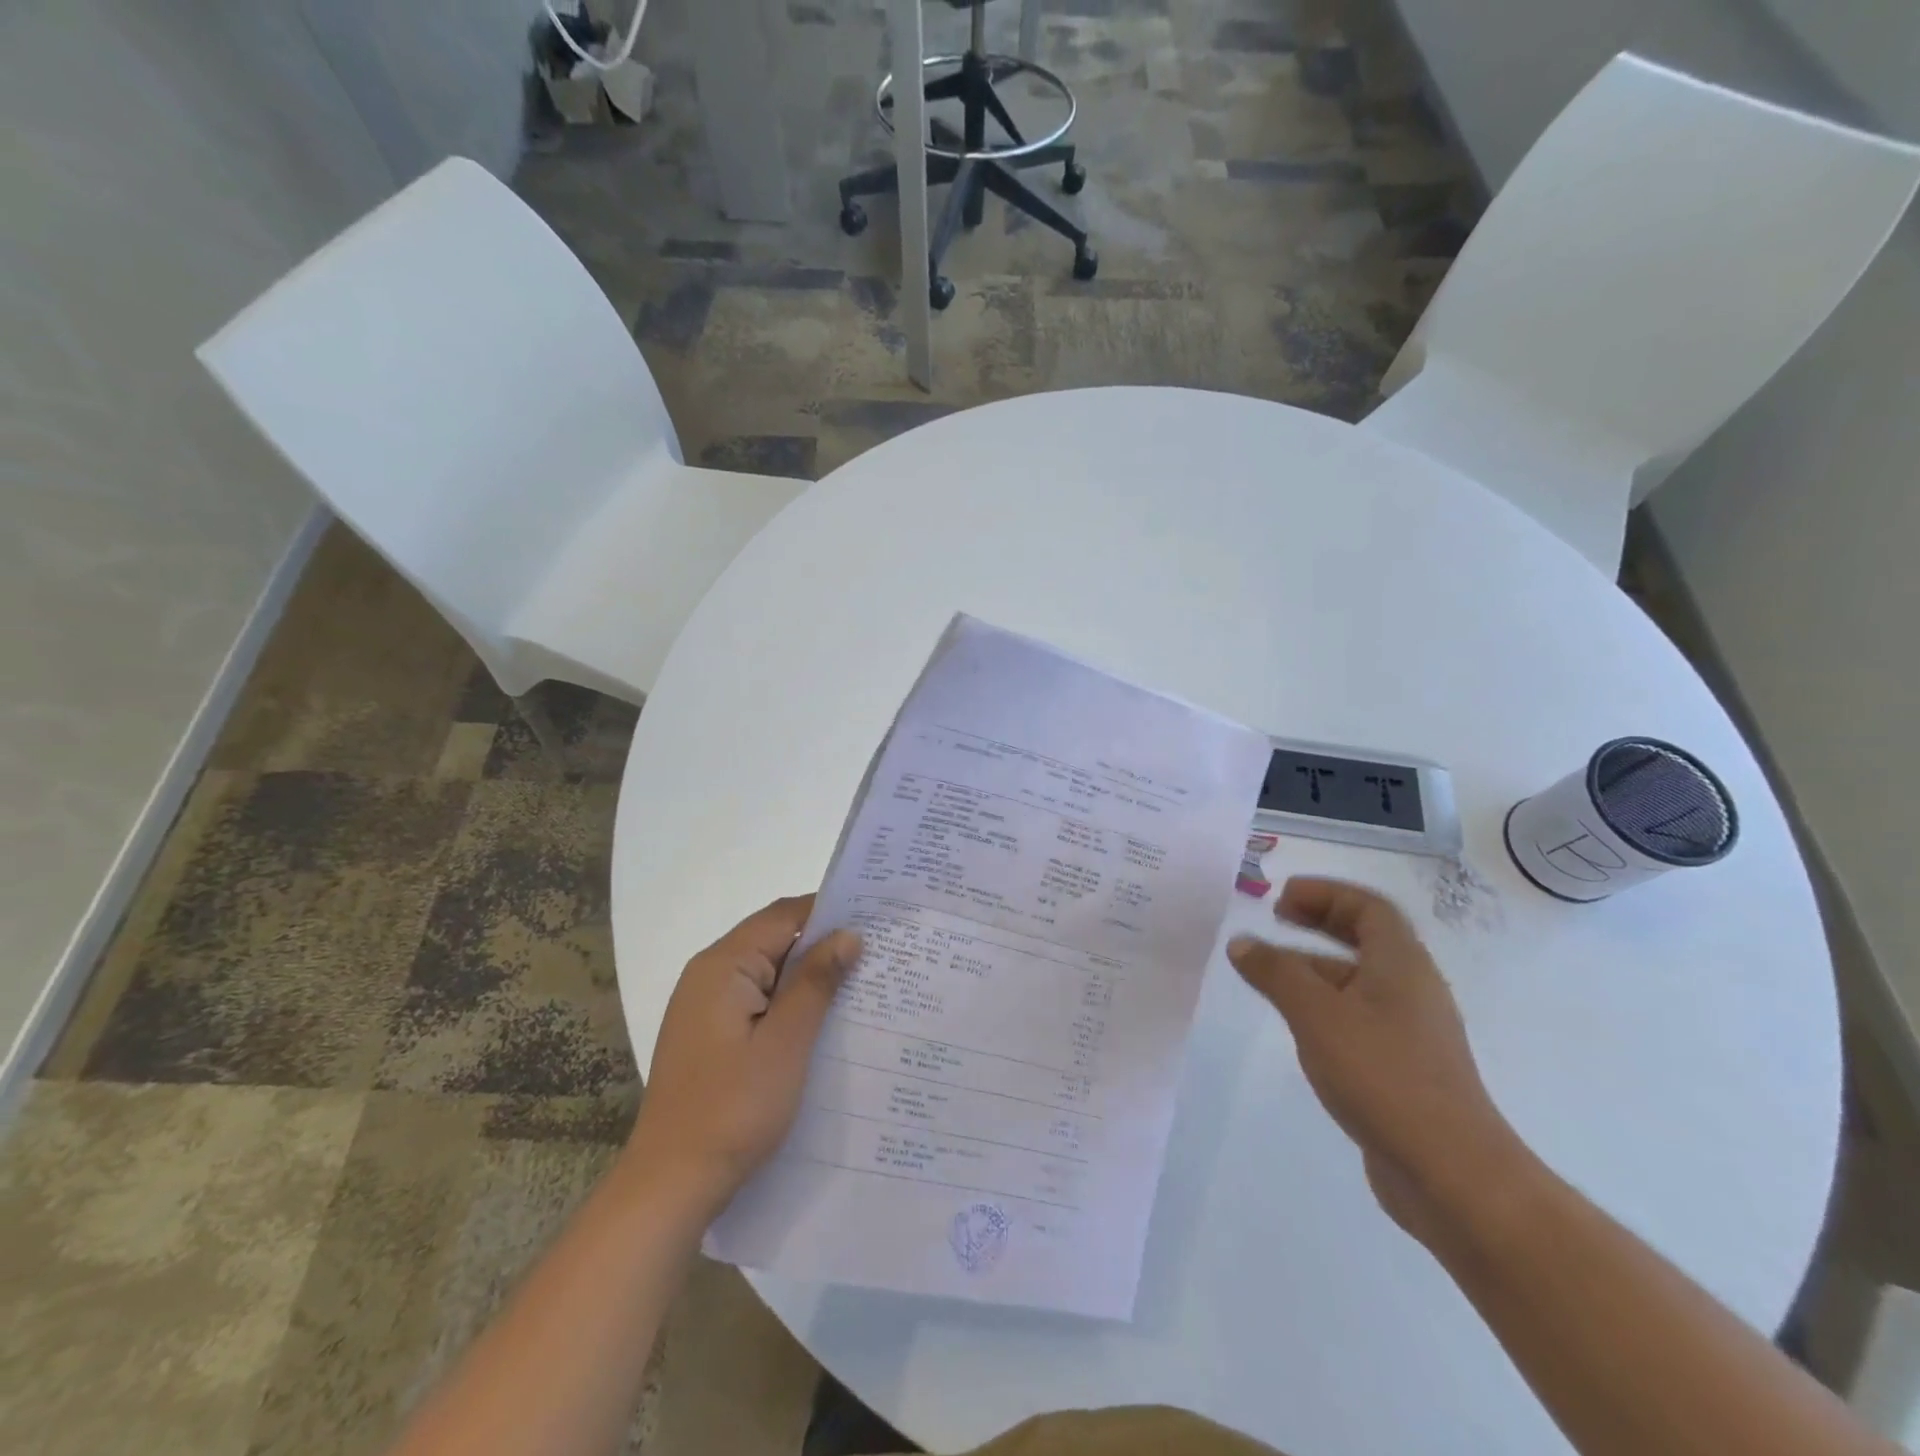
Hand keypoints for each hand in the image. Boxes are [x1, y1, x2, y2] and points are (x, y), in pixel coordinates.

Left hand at [624, 896, 861, 1216]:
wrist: (671, 1184)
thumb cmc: (732, 1108)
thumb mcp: (785, 1042)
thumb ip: (815, 982)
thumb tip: (847, 934)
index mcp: (723, 965)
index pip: (783, 915)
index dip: (828, 912)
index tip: (874, 920)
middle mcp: (709, 975)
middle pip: (774, 940)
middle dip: (823, 945)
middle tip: (876, 956)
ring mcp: (706, 1007)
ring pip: (768, 973)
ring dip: (808, 977)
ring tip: (859, 986)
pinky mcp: (710, 1035)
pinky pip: (757, 1001)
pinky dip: (789, 1003)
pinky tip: (821, 1022)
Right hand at [1228, 877, 1525, 1243]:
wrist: (1450, 1172)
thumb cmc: (1382, 1074)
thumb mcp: (1316, 1014)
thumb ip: (1276, 973)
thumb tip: (1241, 942)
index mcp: (1401, 964)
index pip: (1368, 907)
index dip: (1325, 893)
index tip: (1281, 897)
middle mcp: (1411, 989)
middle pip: (1366, 938)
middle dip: (1319, 922)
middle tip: (1276, 919)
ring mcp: (1410, 1031)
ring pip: (1358, 980)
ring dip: (1315, 966)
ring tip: (1269, 974)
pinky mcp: (1402, 1067)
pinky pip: (1357, 1016)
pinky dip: (1323, 1004)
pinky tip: (1298, 1024)